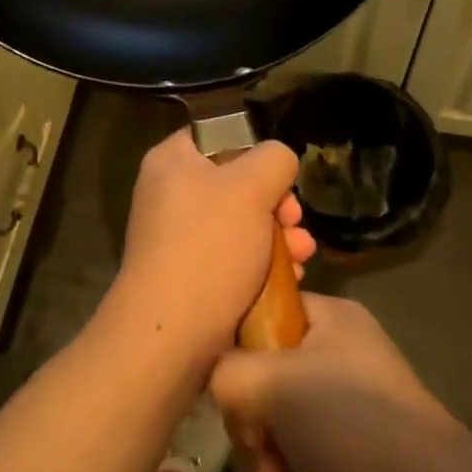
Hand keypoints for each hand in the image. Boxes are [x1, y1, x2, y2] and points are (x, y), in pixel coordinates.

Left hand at [100, 129, 315, 372]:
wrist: (171, 335)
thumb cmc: (210, 247)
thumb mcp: (252, 186)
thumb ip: (274, 158)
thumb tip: (278, 163)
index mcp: (171, 161)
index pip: (218, 136)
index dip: (255, 151)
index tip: (280, 177)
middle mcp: (169, 194)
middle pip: (236, 183)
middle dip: (276, 203)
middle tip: (295, 220)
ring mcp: (177, 238)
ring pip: (241, 223)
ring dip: (278, 236)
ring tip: (302, 255)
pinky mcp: (190, 275)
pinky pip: (233, 257)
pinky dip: (262, 264)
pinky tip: (290, 278)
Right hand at [211, 294, 471, 471]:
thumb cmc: (354, 427)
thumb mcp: (277, 382)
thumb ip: (227, 372)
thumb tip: (222, 390)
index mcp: (329, 321)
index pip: (261, 318)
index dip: (238, 355)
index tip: (235, 393)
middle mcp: (334, 361)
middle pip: (258, 387)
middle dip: (253, 436)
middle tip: (266, 460)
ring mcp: (340, 418)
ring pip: (269, 438)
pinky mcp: (343, 468)